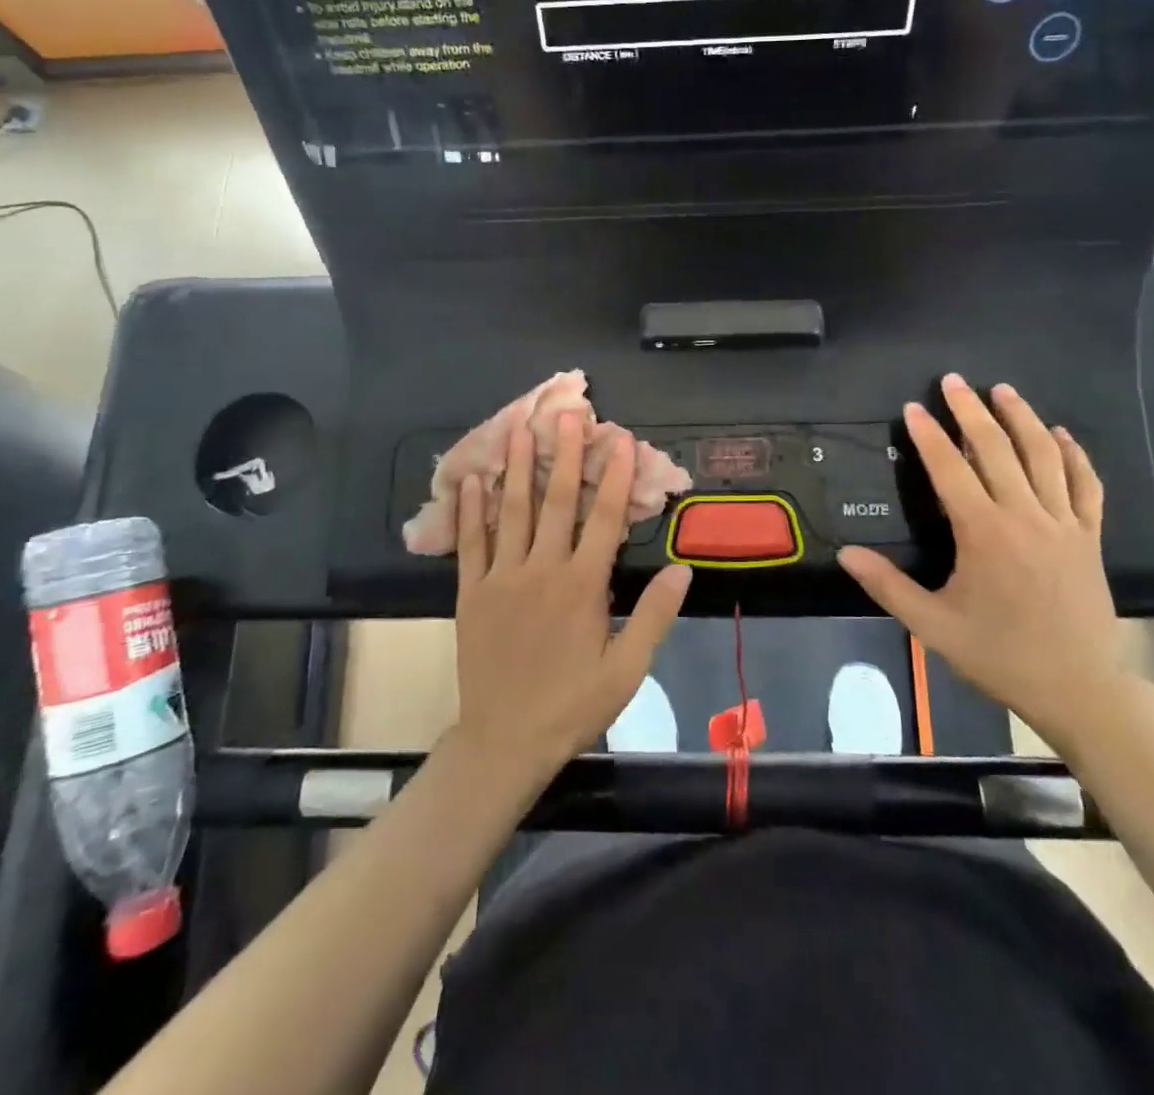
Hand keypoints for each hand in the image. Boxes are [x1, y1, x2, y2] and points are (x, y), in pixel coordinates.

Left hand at [452, 411, 692, 781]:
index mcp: (583, 586)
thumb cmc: (572, 706)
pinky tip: (472, 478)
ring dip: (519, 466)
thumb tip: (683, 568)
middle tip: (569, 412)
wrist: (504, 742)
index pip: (606, 519)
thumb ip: (655, 616)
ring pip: (512, 511)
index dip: (617, 476)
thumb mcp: (627, 669)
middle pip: (558, 501)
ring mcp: (502, 578)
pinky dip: (471, 509)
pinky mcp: (472, 592)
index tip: (622, 440)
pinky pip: (469, 542)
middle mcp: (542, 570)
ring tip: (520, 426)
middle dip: (565, 453)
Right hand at [838, 375, 1123, 749]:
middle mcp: (1025, 516)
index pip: (951, 469)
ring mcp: (1064, 523)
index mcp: (984, 533)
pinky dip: (1074, 454)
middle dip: (972, 410)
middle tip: (954, 381)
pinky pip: (1086, 484)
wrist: (1078, 687)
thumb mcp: (933, 625)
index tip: (914, 407)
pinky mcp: (1090, 536)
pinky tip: (1060, 434)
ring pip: (1044, 456)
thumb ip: (888, 585)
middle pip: (997, 449)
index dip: (930, 435)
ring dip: (1022, 418)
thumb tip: (845, 553)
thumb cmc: (999, 655)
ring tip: (1003, 390)